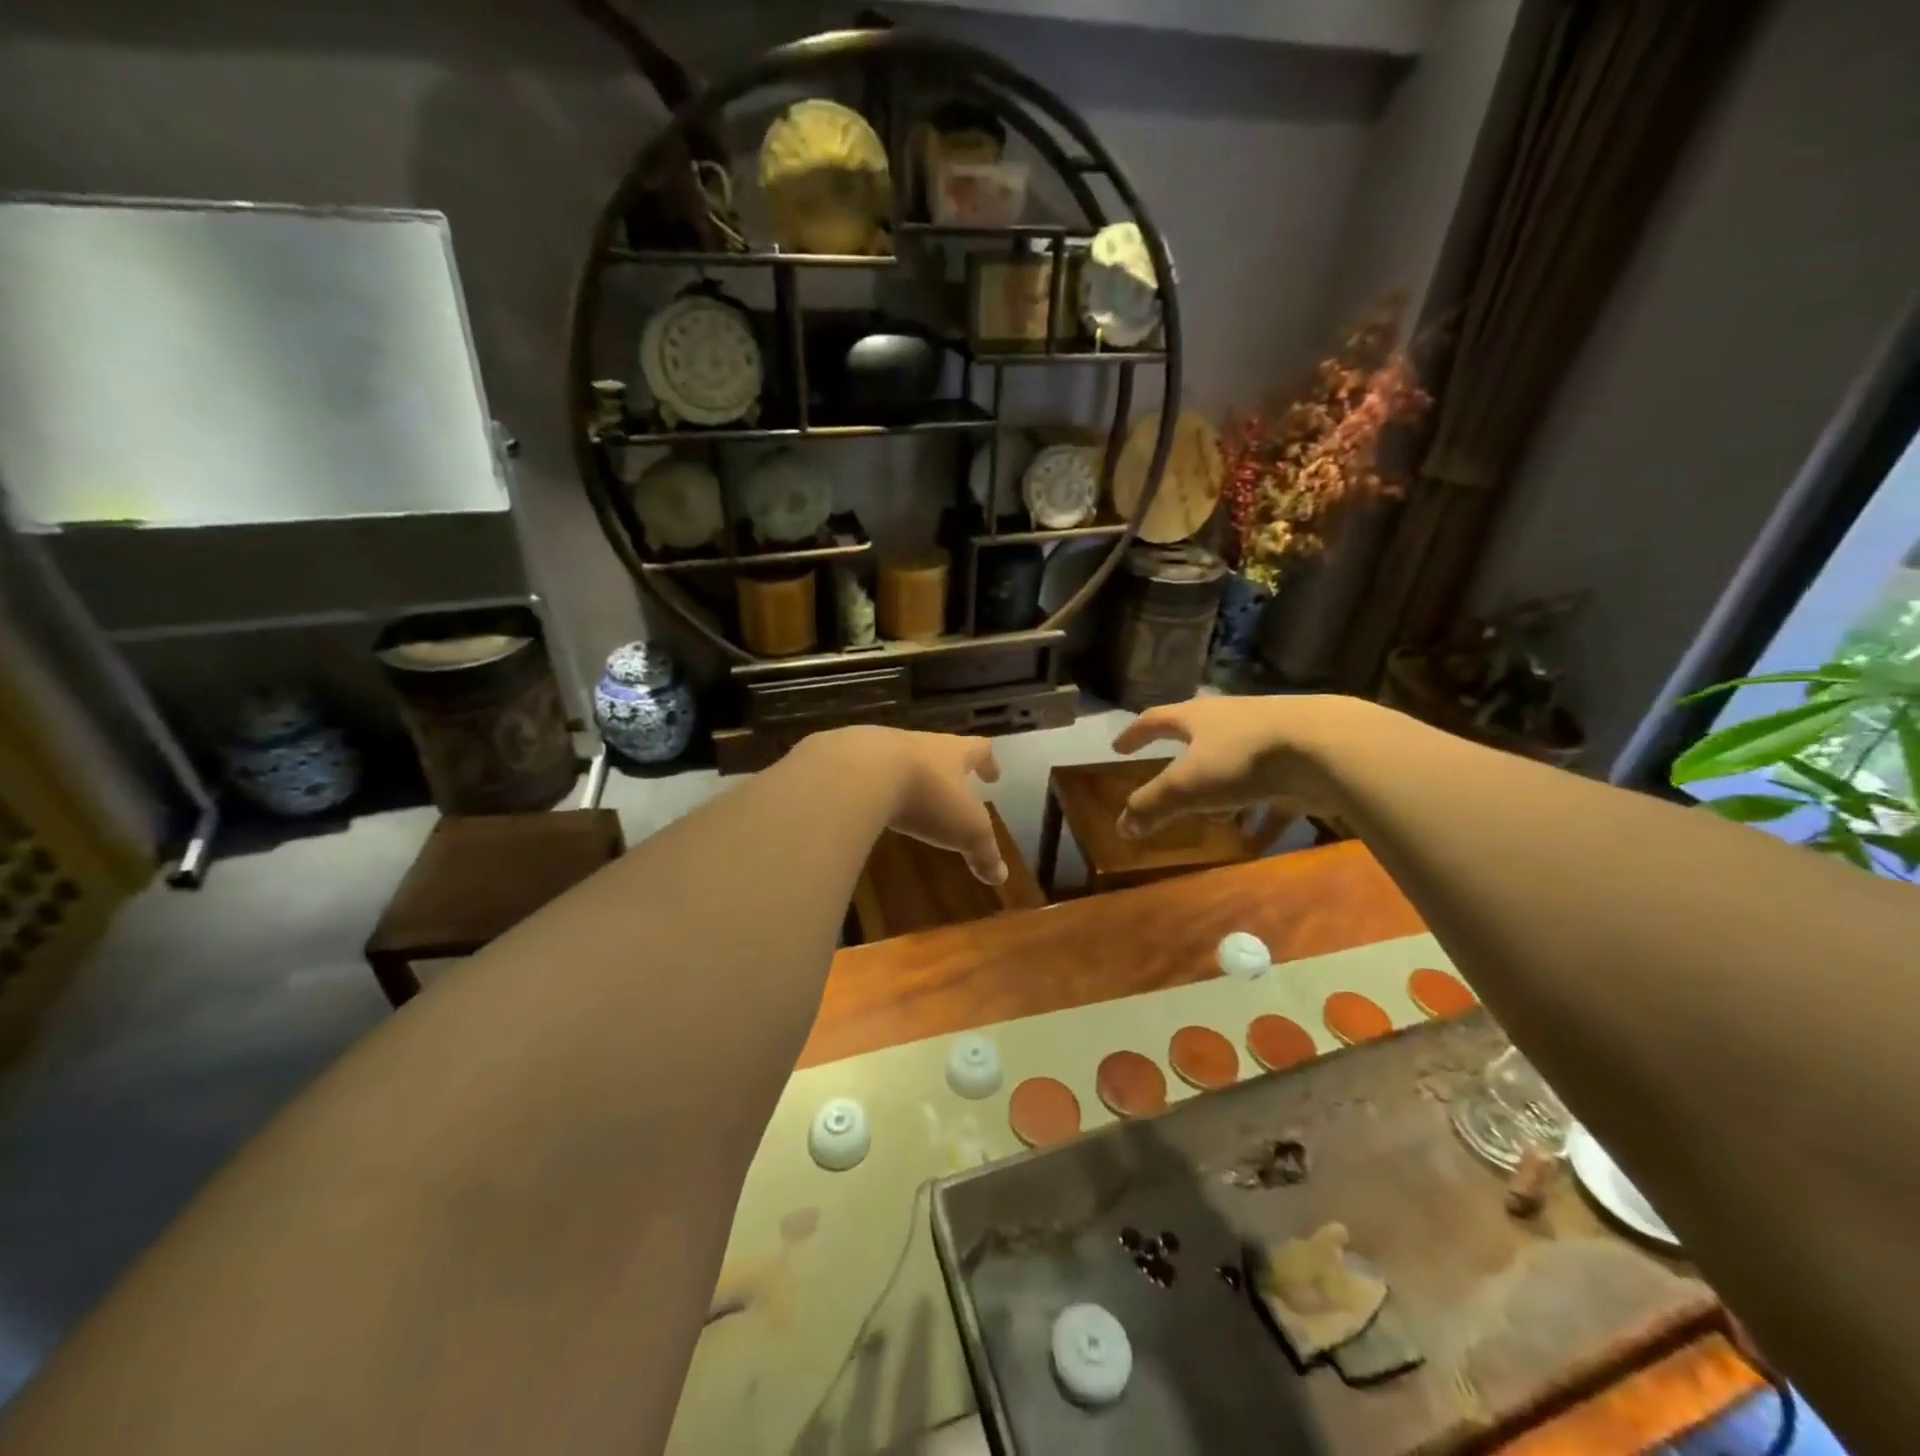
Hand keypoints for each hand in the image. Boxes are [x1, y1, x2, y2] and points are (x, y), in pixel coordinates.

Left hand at [828, 727, 1006, 884]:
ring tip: (904, 797)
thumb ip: (983, 851)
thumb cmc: (925, 796)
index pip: (977, 749)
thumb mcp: (964, 829)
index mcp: (951, 752)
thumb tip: (1000, 876)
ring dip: (905, 776)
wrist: (858, 772)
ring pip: (897, 758)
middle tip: (950, 787)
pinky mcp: (844, 759)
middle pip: (936, 750)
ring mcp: (877, 746)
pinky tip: (864, 802)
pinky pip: (862, 771)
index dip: (987, 762)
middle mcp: (917, 742)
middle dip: (944, 770)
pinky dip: (868, 786)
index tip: (992, 775)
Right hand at [1110, 696, 1353, 837]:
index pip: (1156, 720)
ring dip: (1224, 796)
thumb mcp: (1186, 785)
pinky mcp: (1300, 766)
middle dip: (1184, 769)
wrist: (1328, 748)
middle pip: (1200, 744)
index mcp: (1198, 717)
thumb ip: (1152, 806)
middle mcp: (1232, 722)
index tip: (1119, 748)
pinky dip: (1261, 819)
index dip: (1135, 734)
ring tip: (1216, 823)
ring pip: (1237, 771)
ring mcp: (1270, 741)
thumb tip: (1122, 827)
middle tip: (1173, 790)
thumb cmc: (1243, 758)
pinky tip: (1255, 844)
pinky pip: (1272, 797)